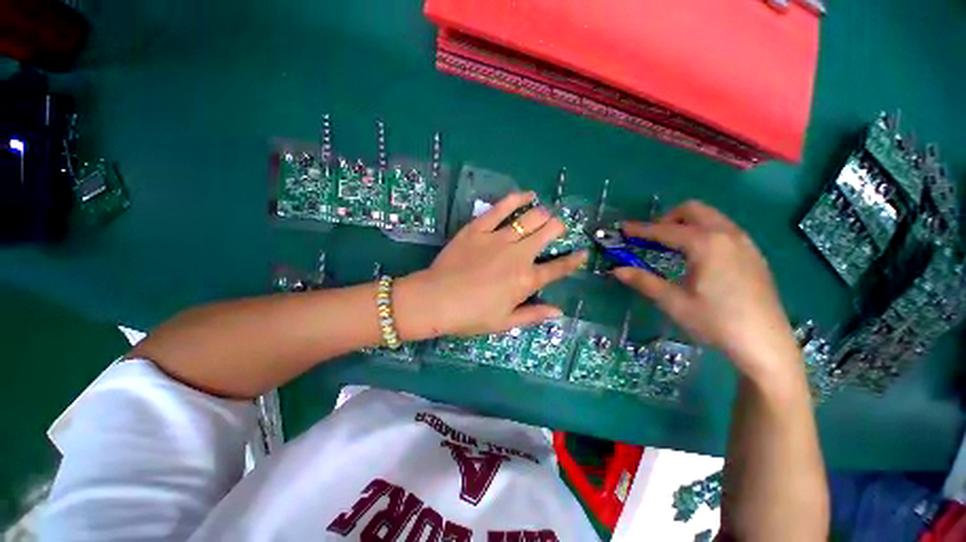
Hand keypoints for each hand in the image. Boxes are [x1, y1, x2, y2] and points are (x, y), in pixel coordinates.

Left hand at [394, 192, 586, 338]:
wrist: (435, 300)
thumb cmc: (470, 316)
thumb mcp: (505, 323)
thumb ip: (534, 315)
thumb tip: (559, 312)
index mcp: (526, 281)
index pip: (558, 268)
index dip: (574, 261)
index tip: (582, 254)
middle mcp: (518, 255)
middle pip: (548, 233)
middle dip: (558, 229)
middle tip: (556, 230)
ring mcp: (498, 238)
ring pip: (531, 217)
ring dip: (543, 214)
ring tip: (544, 215)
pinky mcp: (479, 228)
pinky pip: (501, 207)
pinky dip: (517, 198)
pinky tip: (527, 195)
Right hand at [612, 201, 799, 383]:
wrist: (766, 344)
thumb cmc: (716, 322)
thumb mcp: (673, 302)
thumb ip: (643, 281)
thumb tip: (616, 270)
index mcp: (706, 244)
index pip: (665, 230)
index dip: (640, 229)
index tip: (622, 228)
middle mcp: (727, 235)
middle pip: (692, 210)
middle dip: (667, 219)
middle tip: (651, 238)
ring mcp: (745, 242)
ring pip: (711, 217)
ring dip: (686, 224)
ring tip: (671, 245)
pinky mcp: (754, 254)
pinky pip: (724, 229)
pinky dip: (704, 232)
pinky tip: (698, 257)